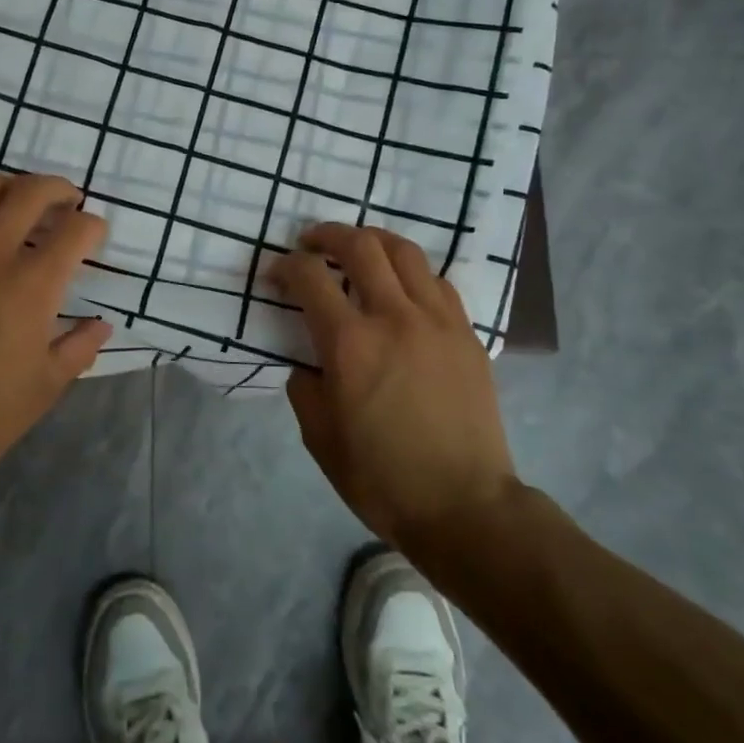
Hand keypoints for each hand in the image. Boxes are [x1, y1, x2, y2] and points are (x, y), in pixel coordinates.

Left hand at [0, 173, 111, 486]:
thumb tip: (101, 325)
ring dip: (11, 188)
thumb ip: (80, 346)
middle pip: (30, 192)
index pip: (75, 230)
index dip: (93, 227)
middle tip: (68, 201)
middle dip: (59, 189)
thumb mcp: (48, 385)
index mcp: (31, 285)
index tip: (94, 236)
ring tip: (21, 204)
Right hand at [271, 223, 520, 548]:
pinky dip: (412, 272)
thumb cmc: (382, 478)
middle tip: (312, 244)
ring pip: (405, 252)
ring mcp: (437, 322)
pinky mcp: (466, 335)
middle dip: (328, 235)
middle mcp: (394, 318)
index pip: (310, 276)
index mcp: (350, 344)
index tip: (277, 274)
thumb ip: (304, 388)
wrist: (465, 507)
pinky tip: (402, 287)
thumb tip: (311, 364)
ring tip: (358, 249)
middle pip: (360, 246)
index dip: (286, 266)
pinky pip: (438, 282)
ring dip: (373, 241)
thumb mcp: (319, 438)